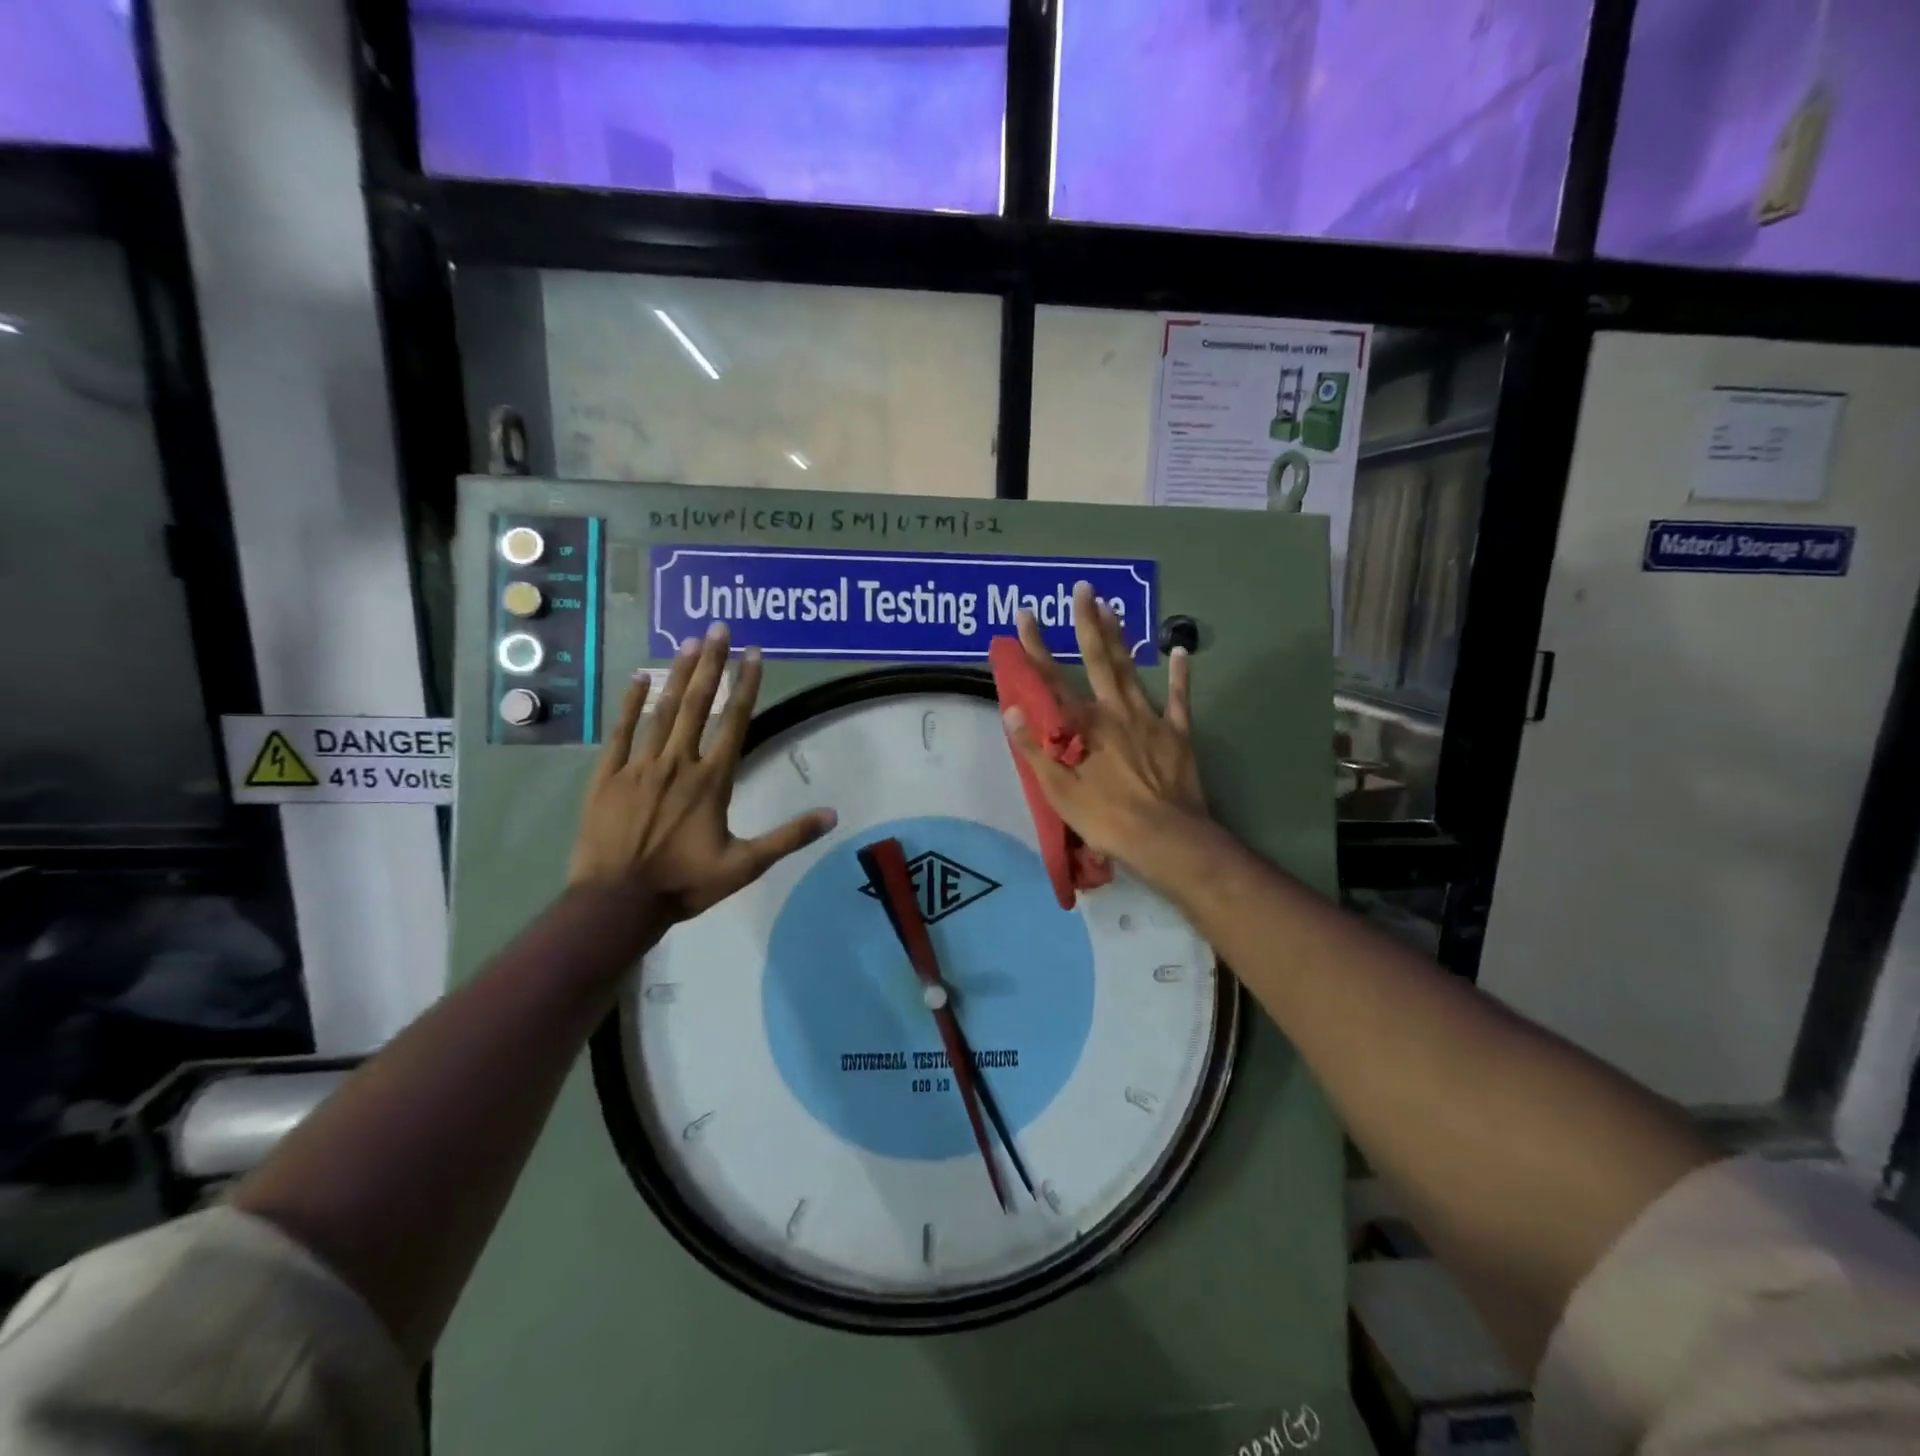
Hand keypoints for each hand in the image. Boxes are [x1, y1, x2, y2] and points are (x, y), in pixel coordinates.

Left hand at [569, 624, 835, 921]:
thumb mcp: (745, 865)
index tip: (753, 653)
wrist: (617, 902)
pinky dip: (630, 703)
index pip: (734, 721)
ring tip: (689, 642)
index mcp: (712, 780)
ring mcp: (639, 766)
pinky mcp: (608, 775)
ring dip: (677, 674)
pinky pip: (620, 731)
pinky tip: (638, 678)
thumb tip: (832, 815)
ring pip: (661, 710)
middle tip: (719, 628)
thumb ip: (788, 837)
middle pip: (697, 704)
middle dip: (711, 663)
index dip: (745, 684)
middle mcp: (678, 762)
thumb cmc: (684, 883)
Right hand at [1002, 583, 1207, 874]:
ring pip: (1131, 670)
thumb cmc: (1105, 817)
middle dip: (1087, 623)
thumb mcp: (1058, 791)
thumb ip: (1035, 748)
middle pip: (1098, 660)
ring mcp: (1148, 718)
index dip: (1036, 647)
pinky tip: (1180, 651)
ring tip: (1113, 606)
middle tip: (1083, 588)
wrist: (1164, 836)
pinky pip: (1179, 699)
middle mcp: (1114, 711)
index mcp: (1083, 725)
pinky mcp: (1177, 733)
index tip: (1025, 615)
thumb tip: (1012, 710)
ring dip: (1121, 637)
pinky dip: (1180, 675)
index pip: (1052, 680)